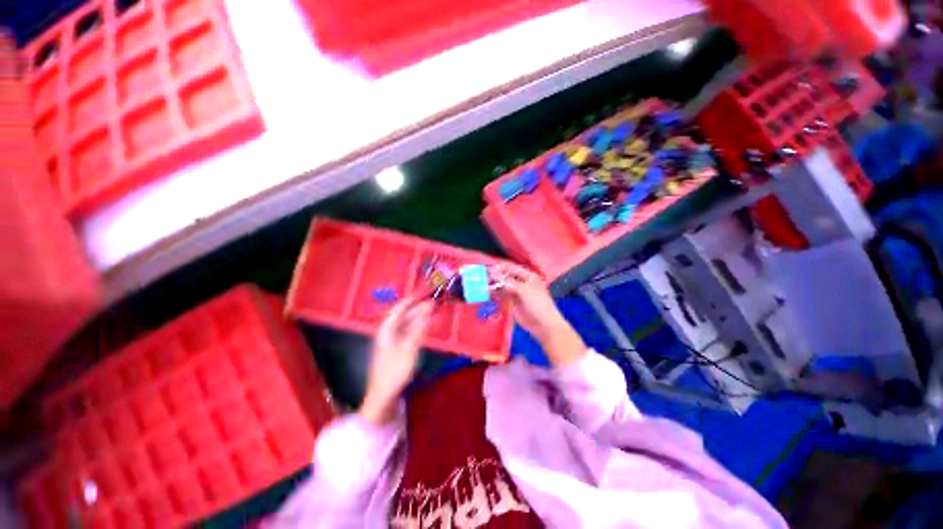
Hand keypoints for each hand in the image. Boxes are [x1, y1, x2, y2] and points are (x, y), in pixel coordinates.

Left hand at [360, 296, 432, 424]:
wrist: (383, 396)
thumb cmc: (395, 371)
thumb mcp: (410, 347)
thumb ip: (420, 326)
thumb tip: (428, 307)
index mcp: (387, 328)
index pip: (400, 307)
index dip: (413, 298)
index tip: (426, 292)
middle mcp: (388, 331)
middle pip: (405, 314)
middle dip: (419, 307)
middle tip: (435, 302)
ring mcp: (392, 340)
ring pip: (408, 323)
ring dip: (420, 317)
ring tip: (434, 311)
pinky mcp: (397, 348)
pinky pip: (409, 332)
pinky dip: (418, 327)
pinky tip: (427, 326)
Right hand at [493, 265, 586, 365]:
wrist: (543, 325)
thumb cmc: (538, 304)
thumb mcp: (524, 290)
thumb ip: (509, 282)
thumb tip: (494, 274)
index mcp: (529, 276)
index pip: (514, 268)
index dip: (502, 267)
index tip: (490, 267)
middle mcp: (523, 283)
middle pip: (508, 276)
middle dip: (497, 276)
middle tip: (485, 275)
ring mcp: (518, 293)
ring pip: (505, 286)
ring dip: (496, 284)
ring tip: (484, 283)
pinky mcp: (513, 302)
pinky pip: (504, 295)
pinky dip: (497, 293)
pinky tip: (489, 291)